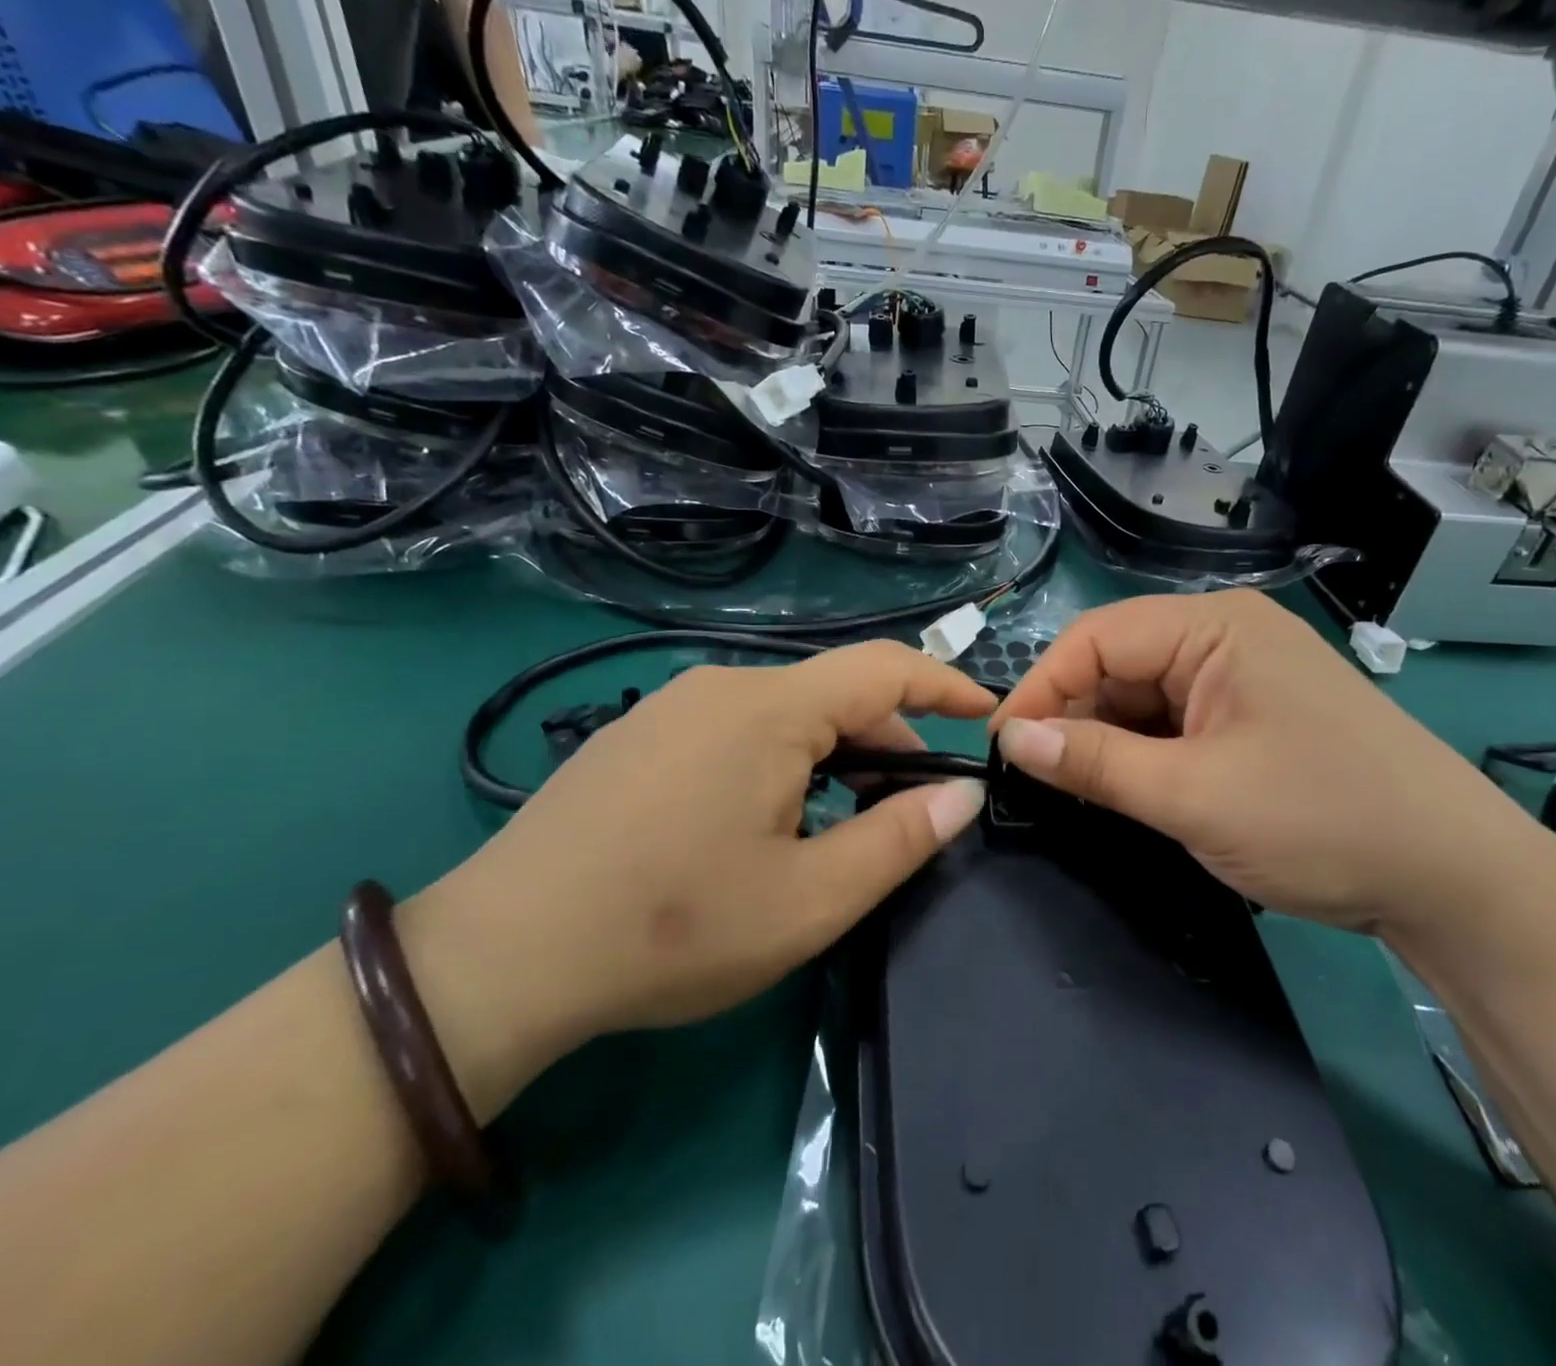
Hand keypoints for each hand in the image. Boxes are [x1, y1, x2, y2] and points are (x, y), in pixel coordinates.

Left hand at [403, 642, 992, 1109]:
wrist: (500, 956)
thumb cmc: (673, 927)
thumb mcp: (809, 899)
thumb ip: (898, 839)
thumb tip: (961, 794)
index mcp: (769, 709)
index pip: (884, 667)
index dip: (946, 685)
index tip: (986, 715)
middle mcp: (721, 686)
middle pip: (833, 695)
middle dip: (887, 743)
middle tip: (907, 811)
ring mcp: (672, 707)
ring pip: (785, 715)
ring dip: (832, 758)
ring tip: (838, 827)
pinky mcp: (639, 736)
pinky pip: (736, 729)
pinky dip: (781, 762)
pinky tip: (763, 824)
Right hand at [990, 590, 1544, 935]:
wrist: (1457, 881)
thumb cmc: (1324, 821)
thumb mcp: (1193, 795)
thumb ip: (1095, 763)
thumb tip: (1010, 740)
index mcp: (1216, 627)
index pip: (1097, 638)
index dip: (1042, 688)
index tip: (1002, 747)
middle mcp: (1227, 637)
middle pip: (1118, 664)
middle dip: (1074, 717)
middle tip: (1037, 778)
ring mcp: (1243, 677)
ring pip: (1143, 696)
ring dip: (1108, 740)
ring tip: (1081, 790)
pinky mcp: (1254, 716)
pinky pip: (1175, 721)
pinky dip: (1144, 753)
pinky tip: (1131, 789)